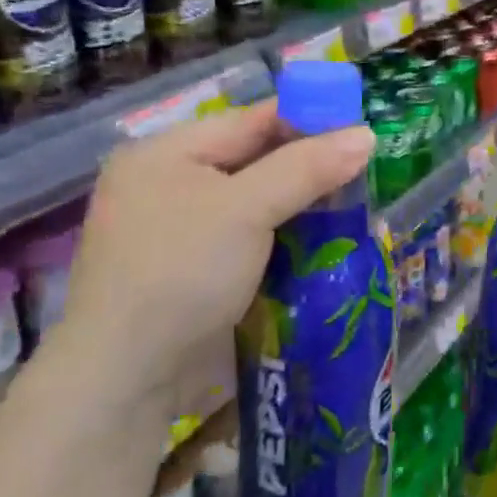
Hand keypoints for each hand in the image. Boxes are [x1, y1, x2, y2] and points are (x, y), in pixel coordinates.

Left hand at [48, 104, 374, 418]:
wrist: (129, 376)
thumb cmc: (181, 272)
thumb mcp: (246, 209)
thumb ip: (307, 167)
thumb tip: (367, 134)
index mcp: (167, 153)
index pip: (253, 120)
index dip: (310, 120)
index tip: (362, 130)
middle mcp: (171, 184)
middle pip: (256, 160)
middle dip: (311, 168)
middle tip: (366, 173)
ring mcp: (182, 231)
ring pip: (258, 203)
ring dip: (303, 207)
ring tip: (357, 207)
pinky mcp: (196, 271)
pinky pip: (252, 239)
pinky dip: (287, 238)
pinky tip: (325, 243)